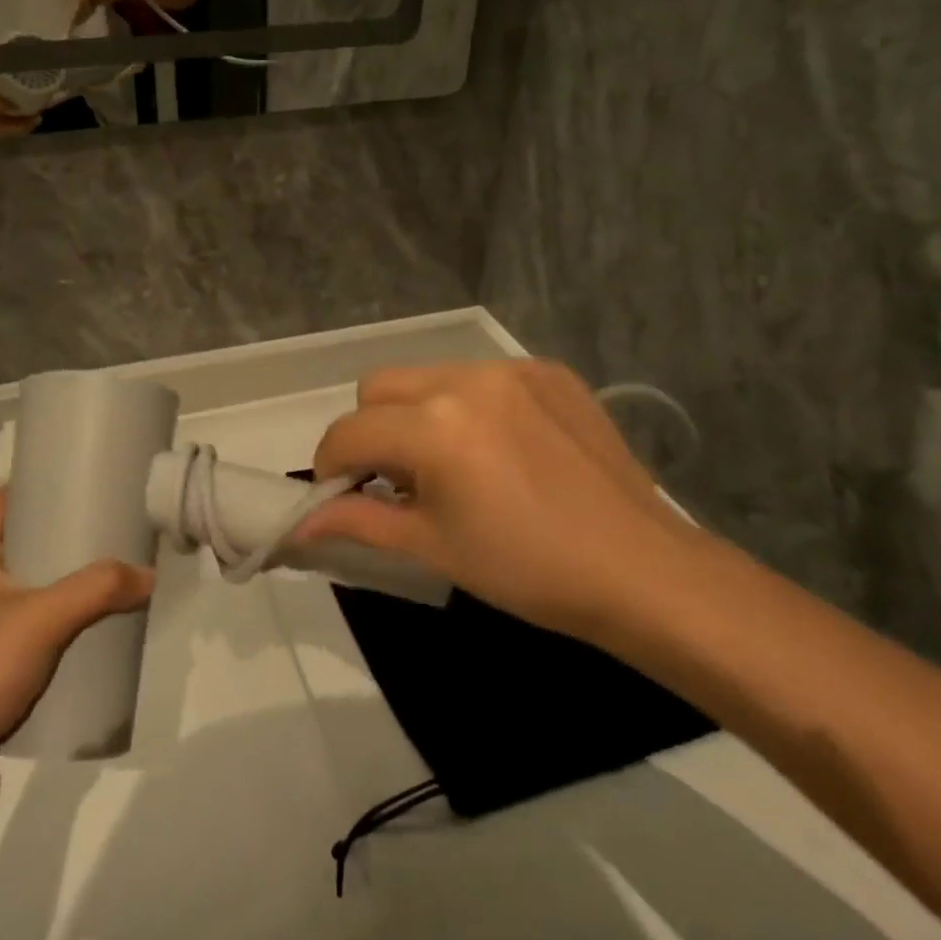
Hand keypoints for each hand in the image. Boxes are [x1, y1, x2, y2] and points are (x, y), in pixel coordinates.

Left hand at [0, 489, 155, 767]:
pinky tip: (86, 632)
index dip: (36, 485)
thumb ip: (97, 590)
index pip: (1, 501)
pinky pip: (26, 629)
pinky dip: (55, 623)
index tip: (79, 483)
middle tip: (107, 531)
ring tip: (106, 578)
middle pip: (18, 543)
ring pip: (25, 589)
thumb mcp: (42, 619)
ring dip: (61, 583)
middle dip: (61, 536)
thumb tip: (148, 575)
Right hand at [295, 361, 700, 640]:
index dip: (331, 465)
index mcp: (434, 427)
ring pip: (428, 376)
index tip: (343, 494)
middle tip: (399, 480)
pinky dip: (470, 406)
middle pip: (378, 387)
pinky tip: (501, 448)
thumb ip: (358, 522)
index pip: (348, 431)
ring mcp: (511, 369)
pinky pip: (481, 376)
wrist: (640, 570)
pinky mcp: (548, 370)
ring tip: (454, 464)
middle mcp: (465, 380)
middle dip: (371, 431)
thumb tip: (299, 526)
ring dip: (419, 414)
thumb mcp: (432, 547)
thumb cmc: (527, 570)